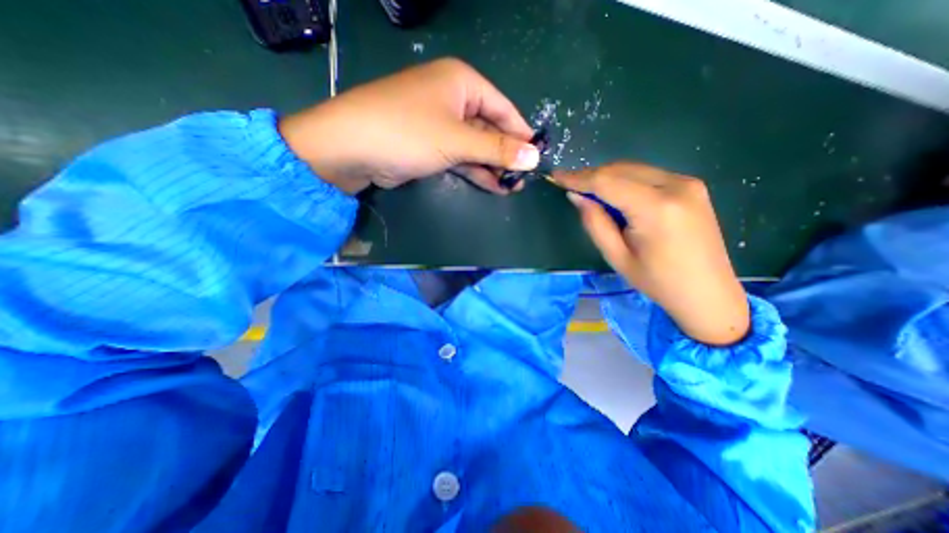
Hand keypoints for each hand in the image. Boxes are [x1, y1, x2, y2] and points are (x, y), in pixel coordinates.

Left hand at [280, 57, 536, 196]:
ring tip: (511, 187)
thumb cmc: (408, 132)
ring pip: (476, 146)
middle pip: (490, 129)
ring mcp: (441, 124)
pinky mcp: (431, 145)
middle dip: (506, 156)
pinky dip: (475, 171)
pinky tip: (492, 186)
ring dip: (492, 167)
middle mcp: (453, 99)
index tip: (536, 158)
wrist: (352, 148)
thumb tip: (534, 158)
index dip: (521, 134)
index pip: (504, 109)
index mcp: (462, 83)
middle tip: (522, 180)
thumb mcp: (457, 140)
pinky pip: (461, 157)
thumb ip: (497, 150)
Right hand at [558, 162, 749, 345]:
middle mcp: (675, 186)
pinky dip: (625, 180)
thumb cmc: (657, 282)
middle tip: (569, 186)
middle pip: (620, 169)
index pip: (607, 182)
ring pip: (634, 168)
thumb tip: (576, 196)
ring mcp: (688, 182)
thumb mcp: (617, 256)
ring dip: (607, 177)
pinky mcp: (692, 186)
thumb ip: (594, 222)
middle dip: (591, 175)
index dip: (578, 177)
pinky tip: (614, 195)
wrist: (708, 292)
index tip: (556, 176)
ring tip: (588, 192)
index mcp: (656, 209)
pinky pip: (648, 174)